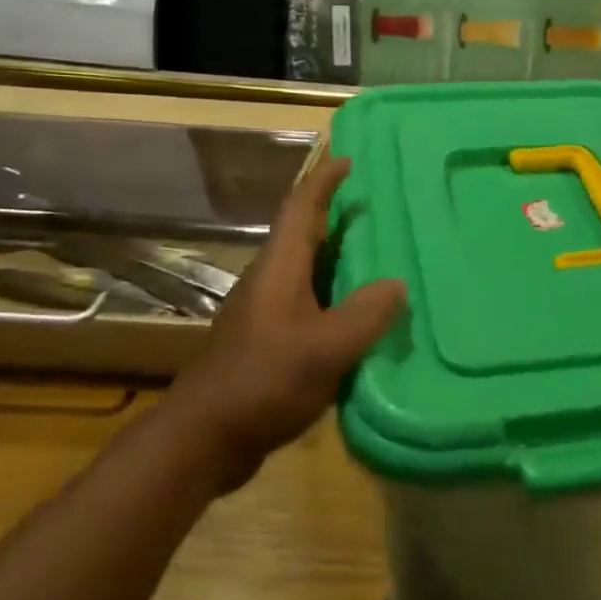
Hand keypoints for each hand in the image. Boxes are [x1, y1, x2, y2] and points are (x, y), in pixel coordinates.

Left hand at [161, 156, 404, 488]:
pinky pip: (310, 301)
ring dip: (339, 256)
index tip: (349, 159)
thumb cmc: (262, 382)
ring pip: (308, 269)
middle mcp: (270, 281)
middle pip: (305, 234)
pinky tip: (360, 315)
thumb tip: (397, 284)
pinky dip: (336, 294)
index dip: (324, 180)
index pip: (302, 208)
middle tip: (380, 207)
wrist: (202, 440)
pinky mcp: (268, 341)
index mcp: (280, 268)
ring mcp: (266, 313)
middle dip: (337, 213)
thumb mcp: (324, 349)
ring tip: (380, 255)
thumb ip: (365, 314)